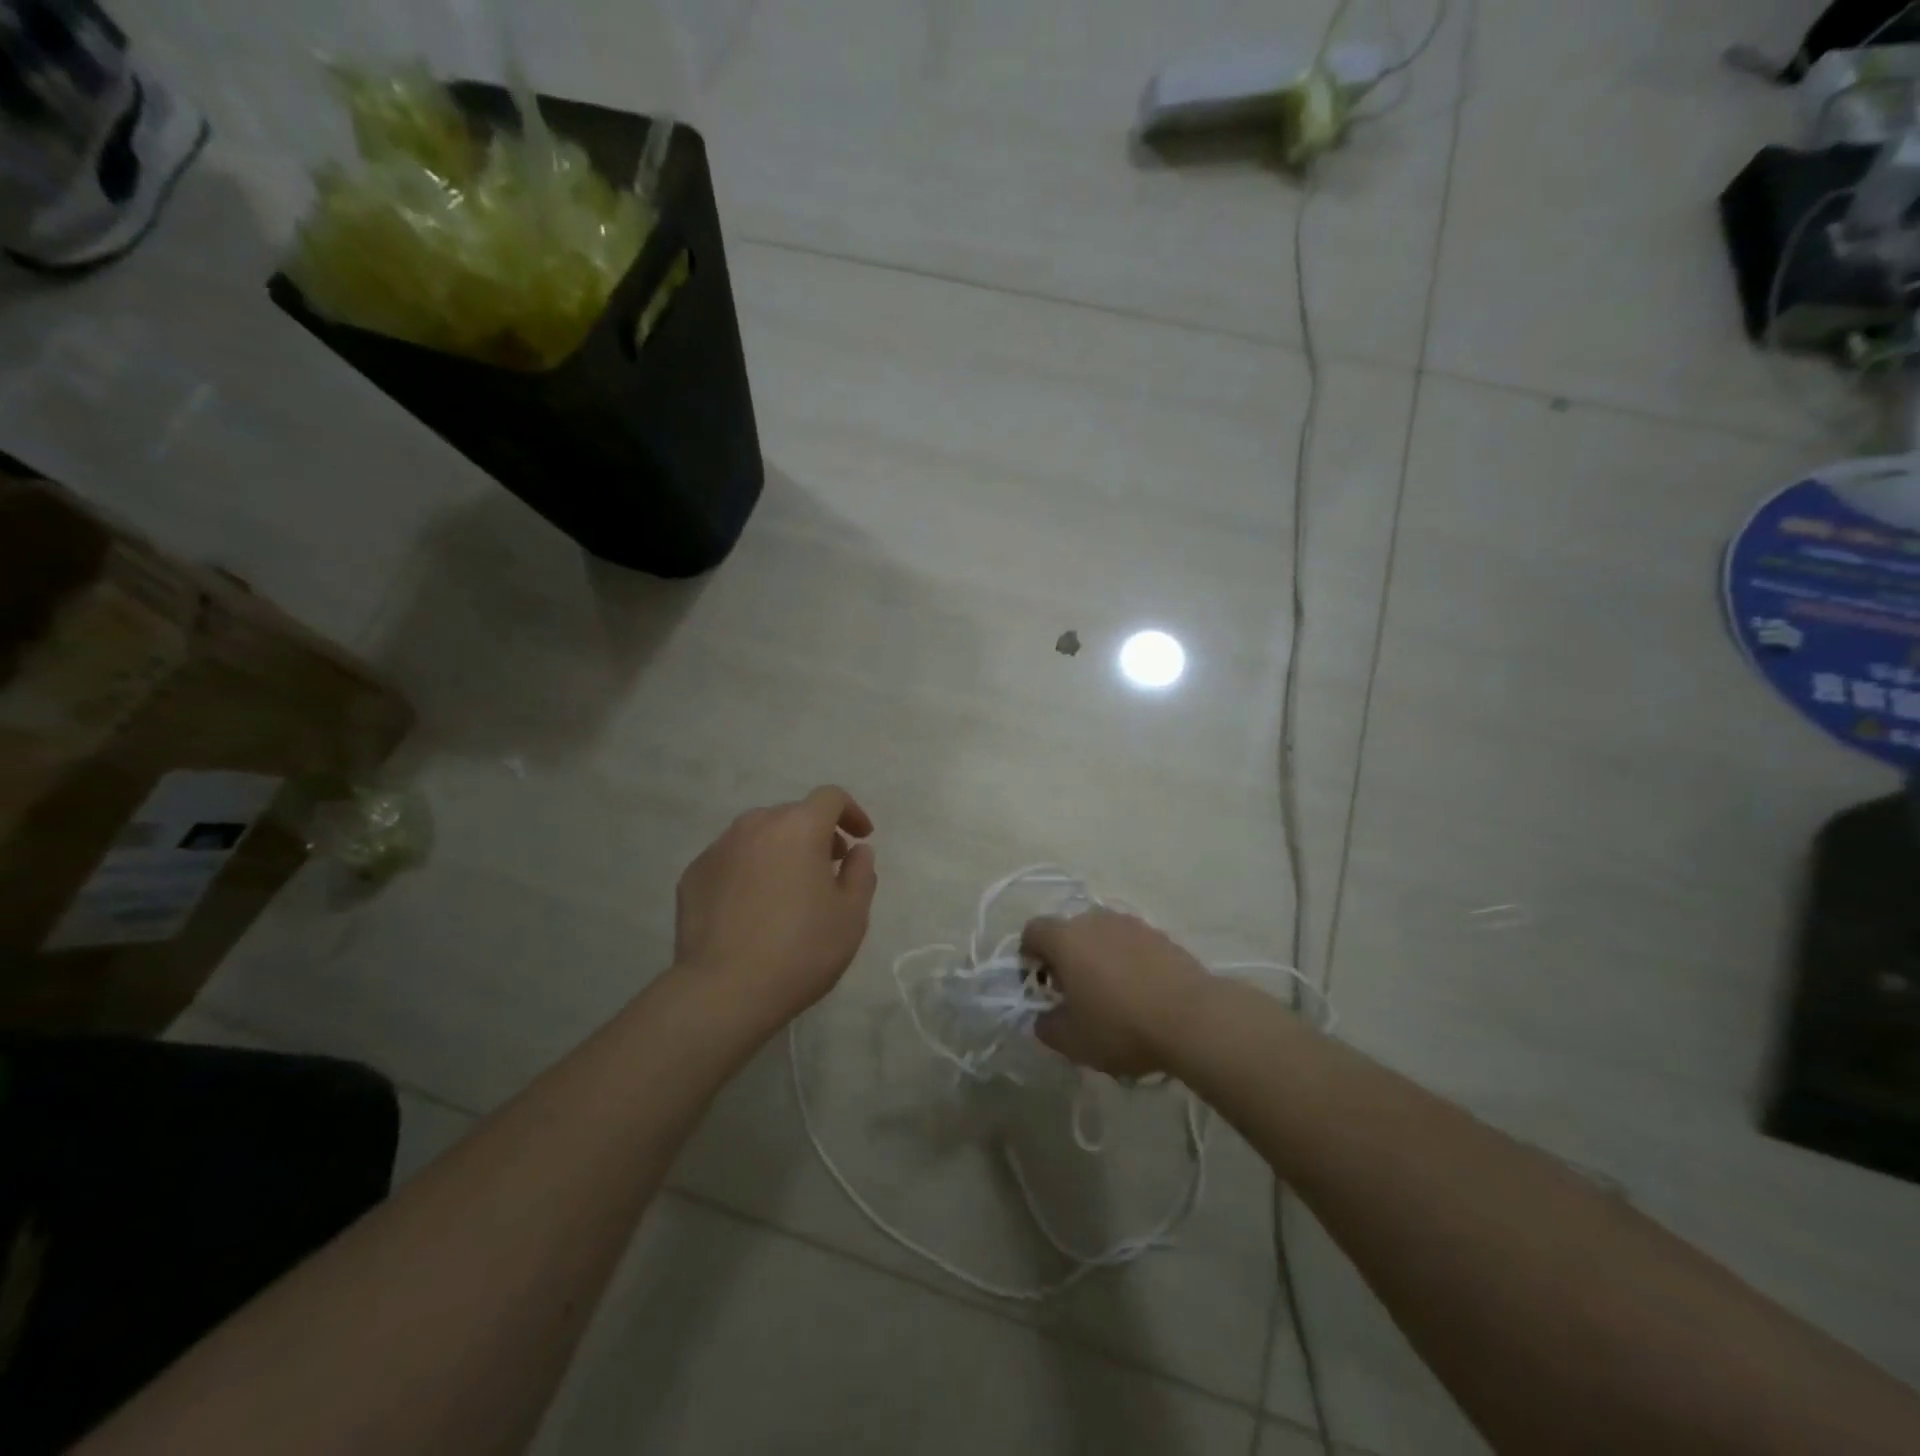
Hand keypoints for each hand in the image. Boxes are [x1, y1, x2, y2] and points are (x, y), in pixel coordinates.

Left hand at [674, 786, 877, 1030]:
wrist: (723, 992)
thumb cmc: (801, 950)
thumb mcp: (852, 915)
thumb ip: (861, 873)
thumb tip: (856, 851)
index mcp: (799, 827)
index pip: (830, 797)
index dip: (851, 812)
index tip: (861, 838)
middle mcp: (756, 825)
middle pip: (793, 815)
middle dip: (816, 834)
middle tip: (827, 870)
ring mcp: (718, 849)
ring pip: (758, 836)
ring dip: (779, 850)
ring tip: (788, 889)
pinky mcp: (692, 875)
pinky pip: (730, 861)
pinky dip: (748, 871)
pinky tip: (752, 909)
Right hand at [1021, 910, 1214, 1077]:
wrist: (1193, 1018)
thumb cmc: (1121, 1026)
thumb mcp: (1072, 1041)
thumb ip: (1046, 1026)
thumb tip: (1044, 1017)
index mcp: (1065, 938)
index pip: (1033, 931)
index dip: (1029, 955)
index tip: (1039, 984)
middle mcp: (1095, 920)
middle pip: (1068, 931)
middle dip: (1065, 958)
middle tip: (1073, 994)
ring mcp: (1131, 924)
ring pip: (1101, 936)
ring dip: (1097, 958)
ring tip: (1110, 995)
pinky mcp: (1161, 935)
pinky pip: (1130, 944)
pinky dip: (1127, 962)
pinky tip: (1140, 994)